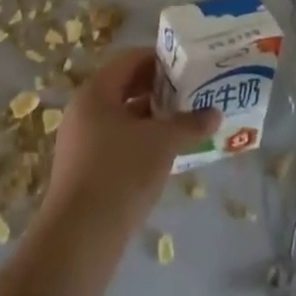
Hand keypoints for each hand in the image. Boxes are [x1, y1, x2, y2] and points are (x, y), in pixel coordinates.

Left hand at [40, 47, 218, 240]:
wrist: (81, 235)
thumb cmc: (121, 173)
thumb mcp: (162, 143)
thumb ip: (189, 123)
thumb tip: (215, 113)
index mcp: (96, 92)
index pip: (129, 60)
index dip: (159, 59)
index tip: (187, 65)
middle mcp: (83, 110)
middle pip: (125, 87)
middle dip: (159, 90)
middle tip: (191, 93)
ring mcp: (81, 141)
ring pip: (122, 117)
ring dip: (152, 117)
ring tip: (185, 123)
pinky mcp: (84, 169)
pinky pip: (117, 141)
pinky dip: (141, 140)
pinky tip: (165, 154)